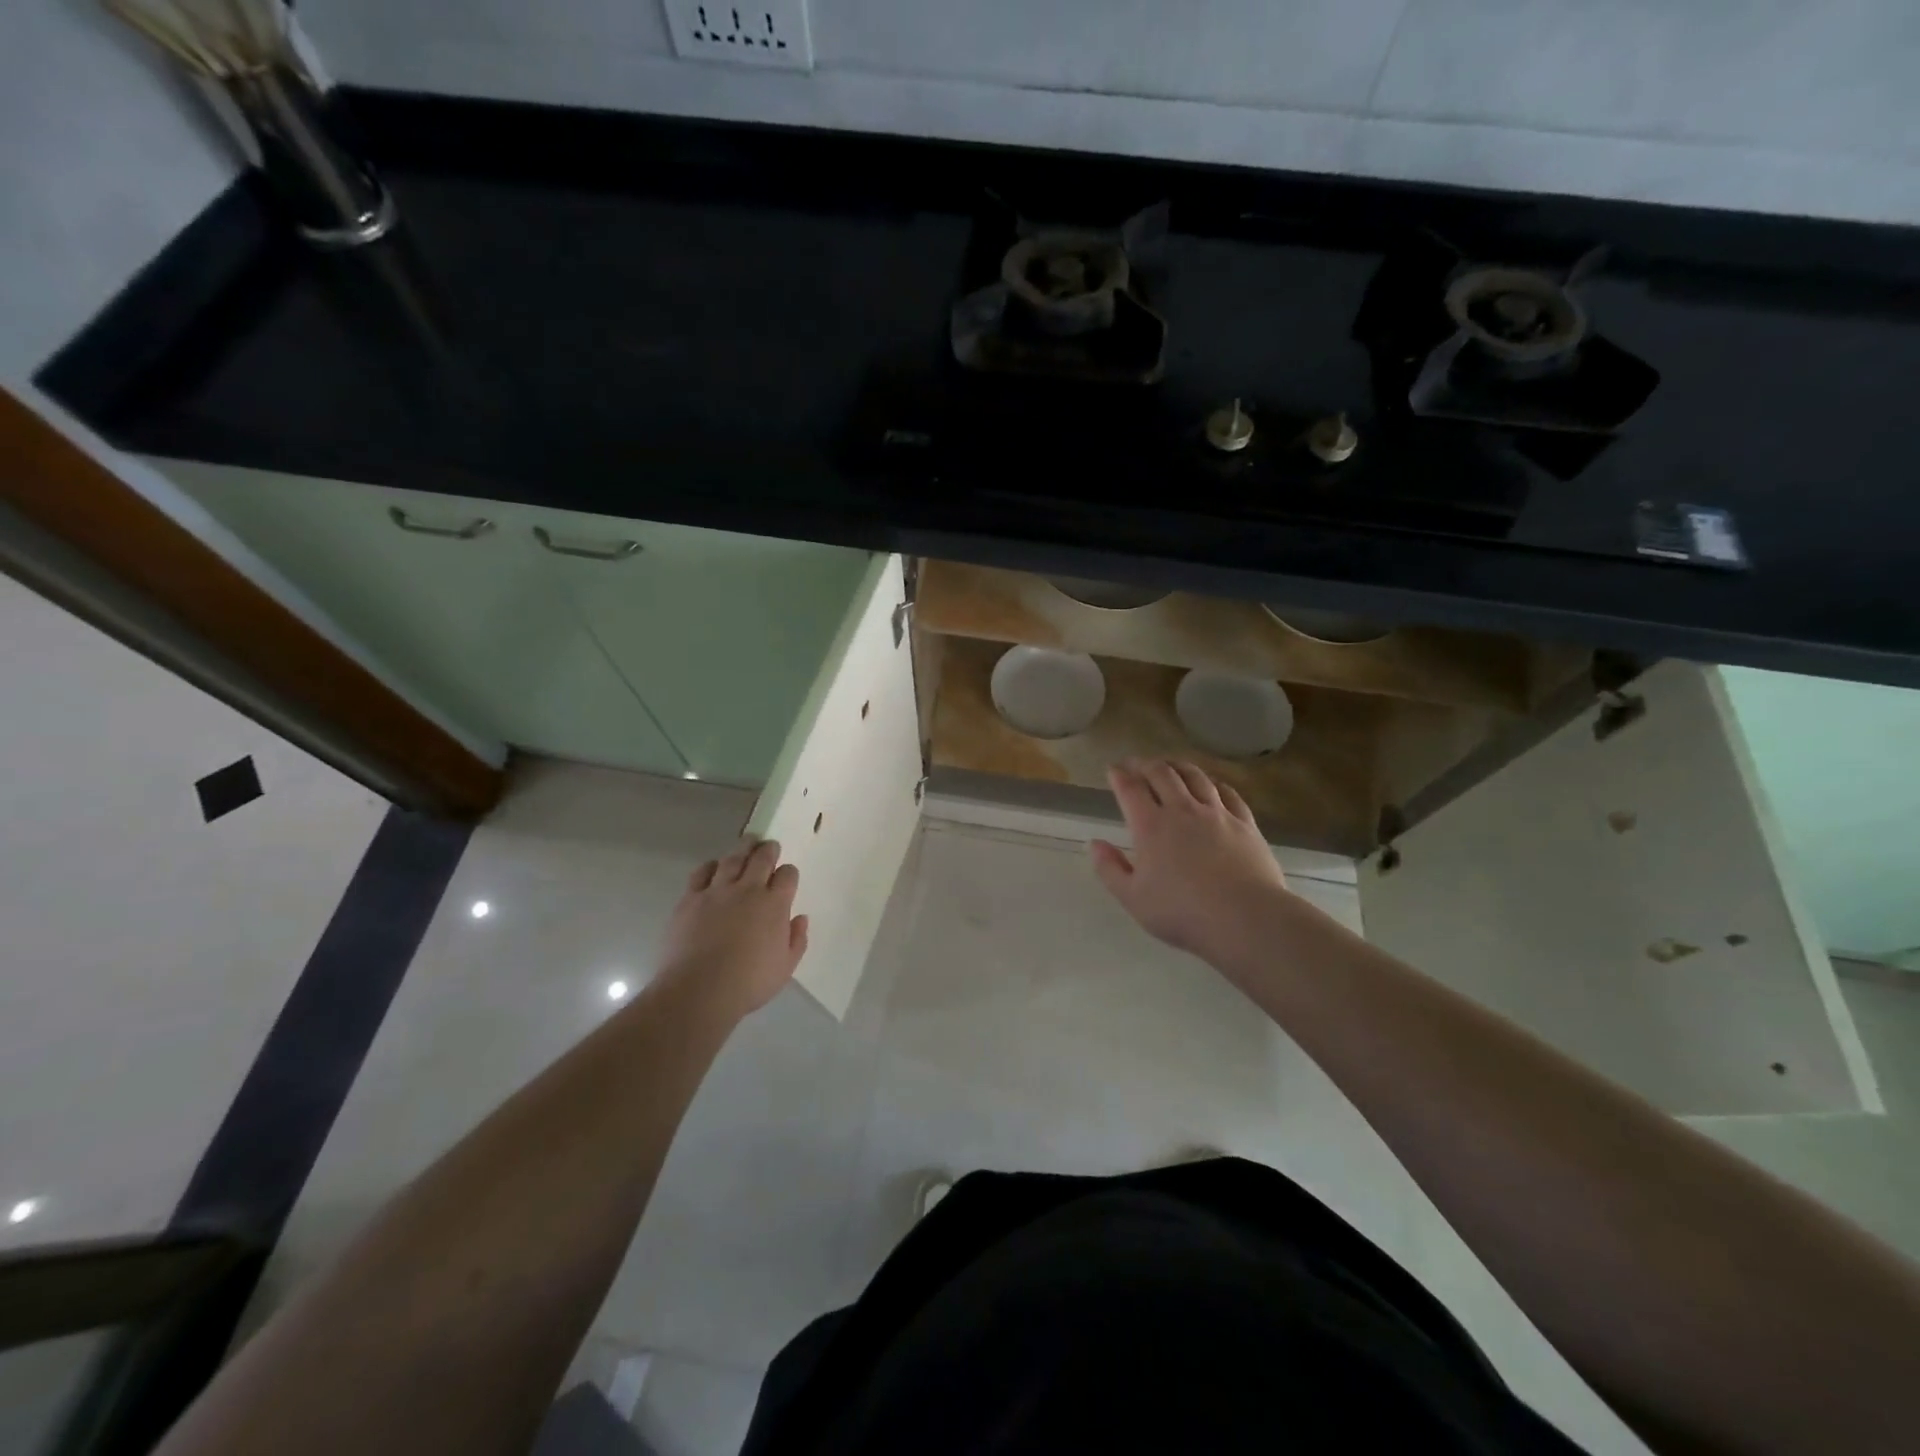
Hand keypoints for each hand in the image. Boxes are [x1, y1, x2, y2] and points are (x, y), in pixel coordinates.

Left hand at [655, 837, 808, 1018]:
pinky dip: (711, 866)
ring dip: (743, 849)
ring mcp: (717, 891)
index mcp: (775, 904)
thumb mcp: (785, 967)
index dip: (788, 873)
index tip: (786, 876)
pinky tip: (714, 867)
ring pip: (733, 859)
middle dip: (769, 849)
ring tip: (747, 843)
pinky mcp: (691, 899)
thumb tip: (800, 918)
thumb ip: (797, 939)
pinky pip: (702, 872)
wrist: (699, 990)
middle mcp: (748, 890)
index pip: (787, 875)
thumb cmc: (749, 982)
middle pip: (762, 858)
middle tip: (769, 845)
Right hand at [1091, 759, 1290, 963]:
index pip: (1130, 789)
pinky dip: (1214, 783)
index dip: (1119, 775)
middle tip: (1137, 764)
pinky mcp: (1244, 822)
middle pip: (1162, 773)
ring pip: (1195, 776)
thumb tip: (1094, 844)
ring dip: (1178, 766)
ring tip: (1170, 765)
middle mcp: (1182, 810)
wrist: (1245, 918)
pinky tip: (1212, 784)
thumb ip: (1110, 869)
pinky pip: (1228, 792)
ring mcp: (1217, 813)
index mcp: (1151, 826)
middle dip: (1145, 764)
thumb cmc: (1182, 912)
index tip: (1113, 769)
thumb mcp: (1133, 898)